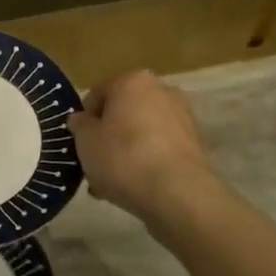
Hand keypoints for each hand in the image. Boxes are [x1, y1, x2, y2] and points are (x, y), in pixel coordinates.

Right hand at [67, 70, 218, 223]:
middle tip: (95, 164)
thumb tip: (82, 120)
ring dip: (127, 152)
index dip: (84, 122)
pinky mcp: (196, 146)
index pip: (97, 95)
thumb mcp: (85, 141)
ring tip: (113, 182)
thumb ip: (80, 126)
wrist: (178, 194)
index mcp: (132, 81)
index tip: (80, 145)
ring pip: (142, 133)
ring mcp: (183, 118)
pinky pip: (160, 150)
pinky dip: (148, 163)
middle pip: (123, 113)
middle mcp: (161, 91)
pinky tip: (136, 187)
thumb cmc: (123, 158)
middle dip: (108, 137)